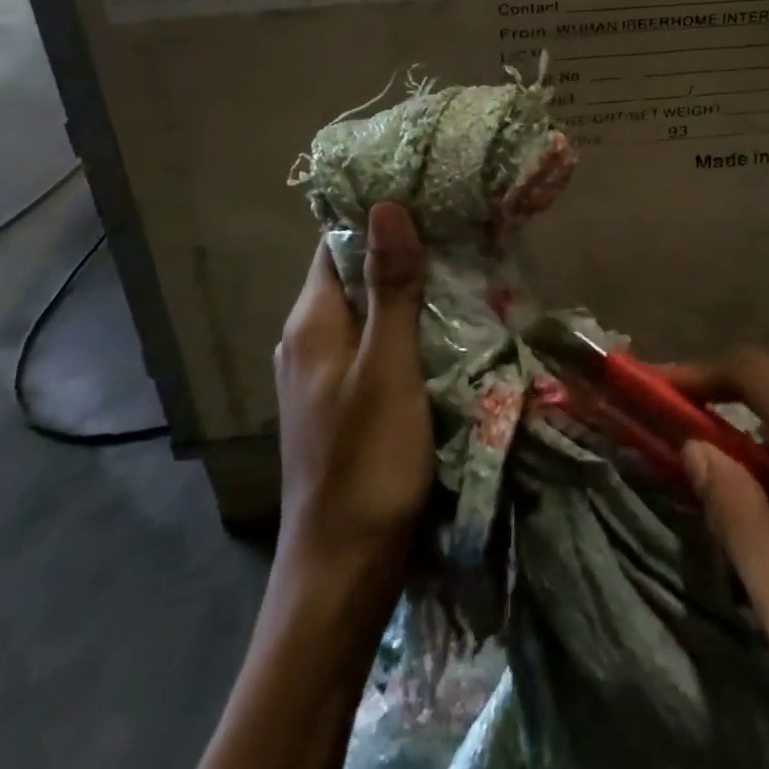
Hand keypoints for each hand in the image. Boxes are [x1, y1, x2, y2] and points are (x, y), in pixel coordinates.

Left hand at [273, 202, 431, 602]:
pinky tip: (444, 331)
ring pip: (367, 314)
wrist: (342, 574)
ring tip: (461, 269)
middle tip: (459, 230)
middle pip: (353, 276)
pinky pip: (374, 348)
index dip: (376, 216)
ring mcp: (322, 377)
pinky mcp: (342, 406)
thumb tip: (386, 206)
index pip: (336, 243)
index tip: (427, 194)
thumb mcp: (387, 367)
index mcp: (311, 322)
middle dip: (400, 252)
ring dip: (407, 293)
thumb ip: (390, 287)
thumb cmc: (367, 462)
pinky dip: (405, 331)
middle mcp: (307, 341)